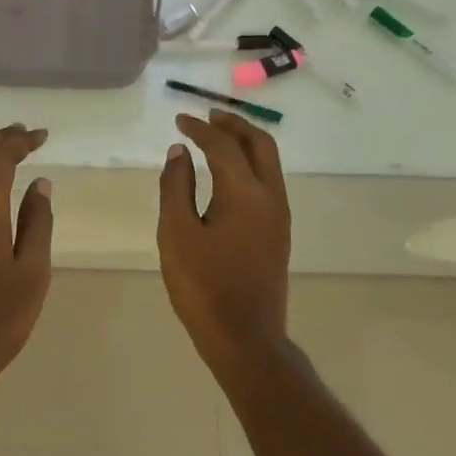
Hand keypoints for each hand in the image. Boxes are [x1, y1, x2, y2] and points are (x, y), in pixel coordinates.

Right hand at [156, 111, 291, 363]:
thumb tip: (179, 152)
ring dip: (245, 143)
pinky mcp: (279, 232)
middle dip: (234, 125)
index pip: (223, 146)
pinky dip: (250, 164)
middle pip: (260, 144)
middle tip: (207, 117)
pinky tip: (228, 174)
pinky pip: (268, 181)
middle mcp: (270, 196)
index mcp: (245, 193)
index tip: (179, 120)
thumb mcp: (176, 234)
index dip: (200, 129)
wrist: (245, 337)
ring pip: (269, 162)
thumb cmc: (204, 286)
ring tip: (217, 138)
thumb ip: (176, 188)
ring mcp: (279, 215)